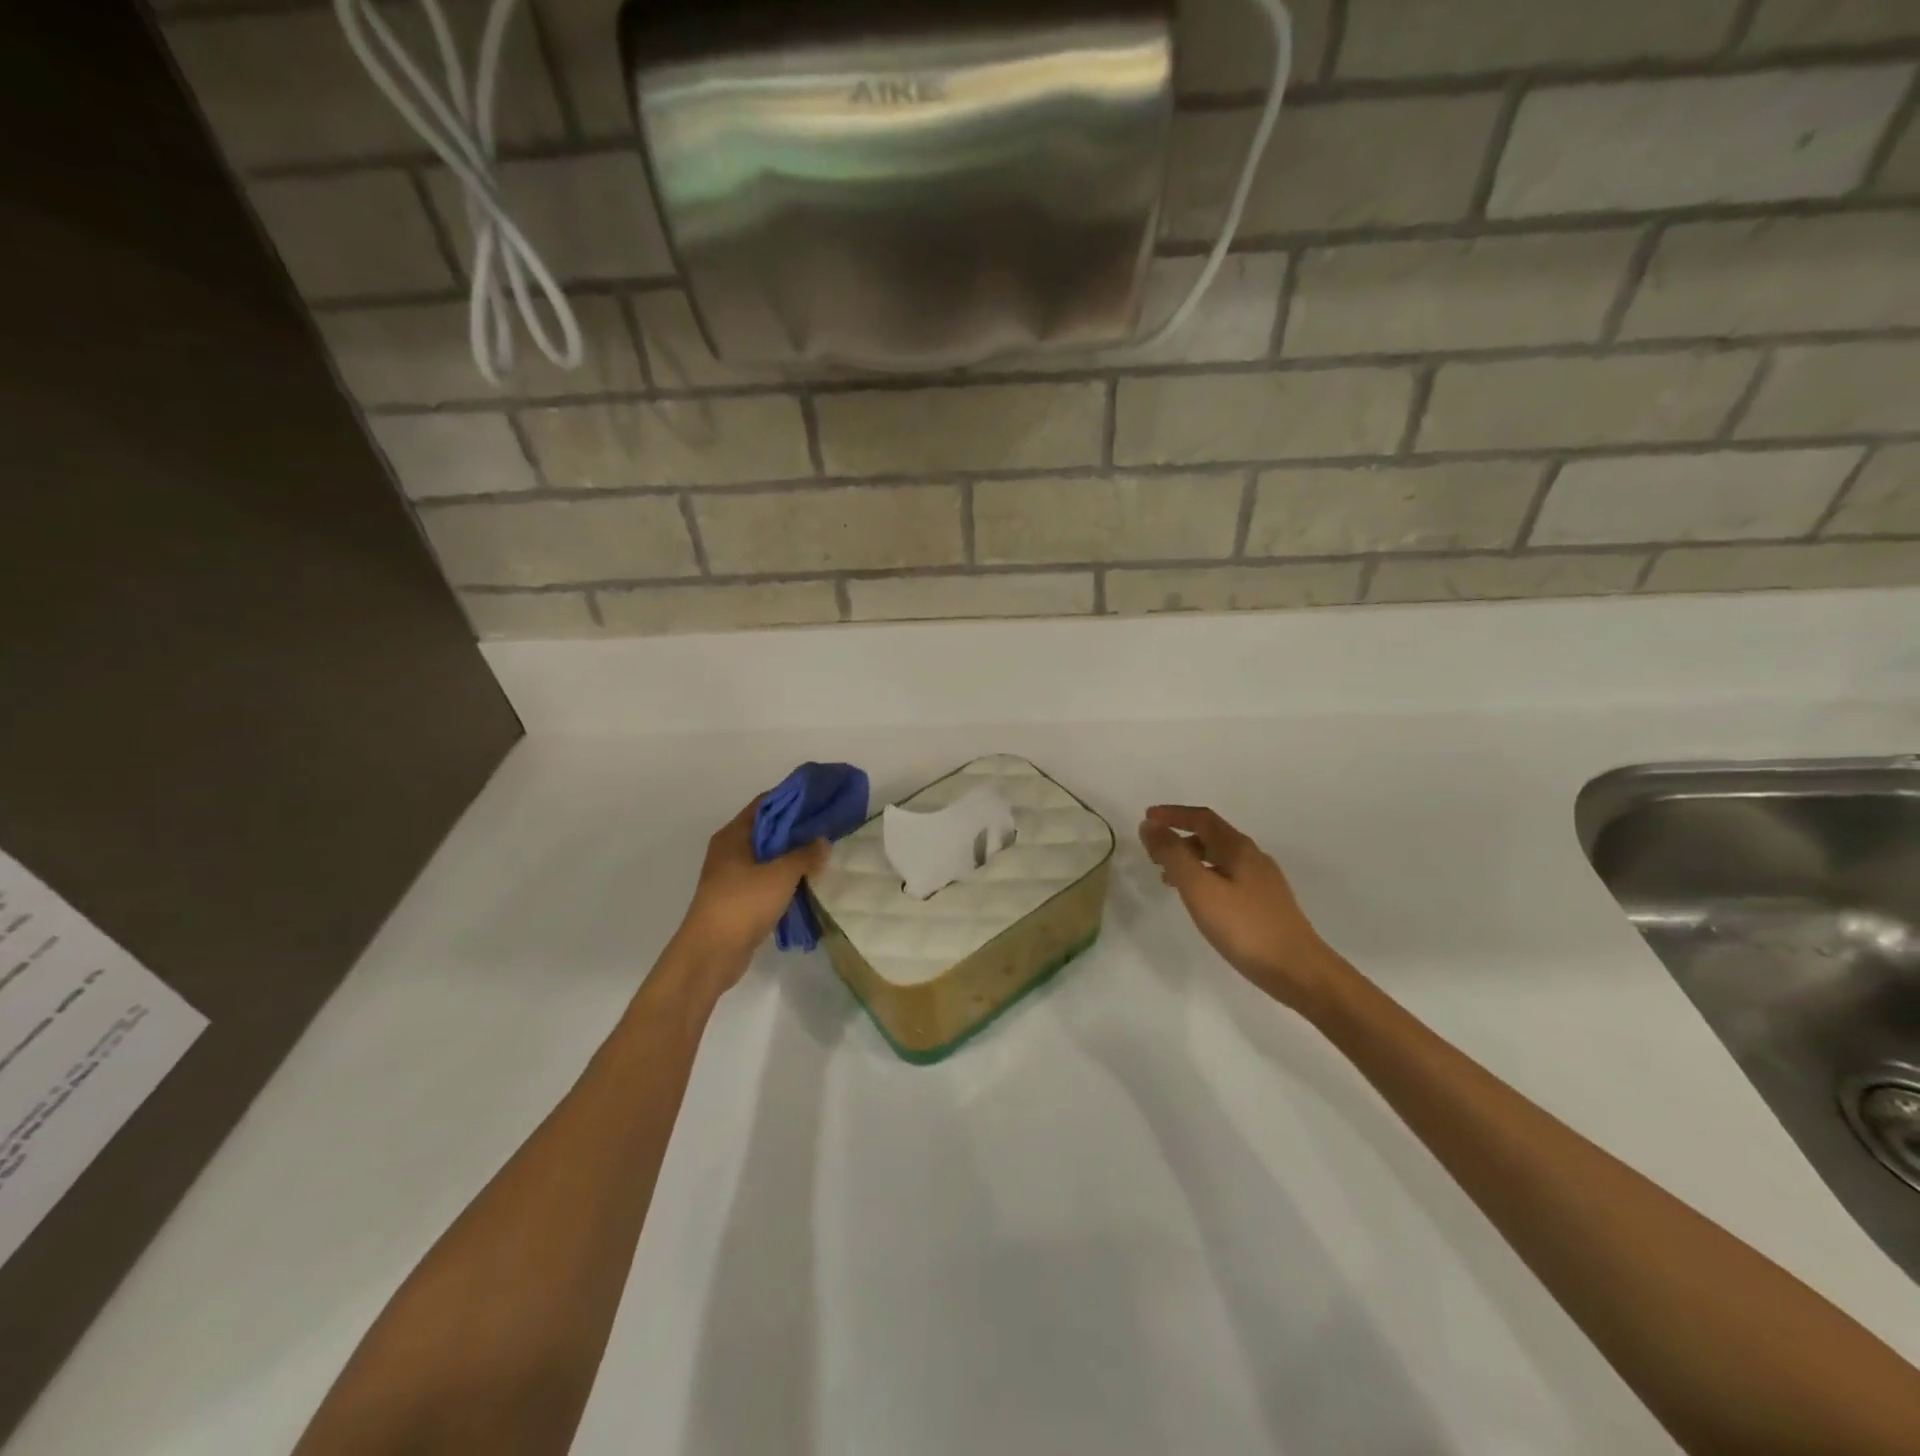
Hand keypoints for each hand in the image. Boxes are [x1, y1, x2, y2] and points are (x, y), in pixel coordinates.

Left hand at [669, 801, 827, 991]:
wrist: (711, 953)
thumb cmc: (742, 903)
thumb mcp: (781, 874)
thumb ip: (805, 854)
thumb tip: (823, 841)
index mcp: (734, 835)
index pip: (766, 804)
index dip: (794, 799)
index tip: (821, 799)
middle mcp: (730, 850)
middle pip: (769, 829)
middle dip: (798, 828)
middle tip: (829, 826)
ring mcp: (733, 876)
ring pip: (769, 856)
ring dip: (793, 855)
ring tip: (825, 852)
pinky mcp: (739, 899)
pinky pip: (767, 879)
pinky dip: (786, 877)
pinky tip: (809, 881)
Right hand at [1139, 805, 1346, 1016]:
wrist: (1298, 971)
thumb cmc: (1245, 927)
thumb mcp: (1201, 889)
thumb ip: (1173, 855)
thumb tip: (1150, 825)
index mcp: (1239, 849)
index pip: (1202, 819)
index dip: (1173, 815)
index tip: (1147, 818)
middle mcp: (1253, 858)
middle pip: (1211, 837)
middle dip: (1179, 838)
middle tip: (1152, 852)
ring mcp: (1262, 883)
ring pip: (1218, 860)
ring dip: (1189, 860)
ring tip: (1166, 878)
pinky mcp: (1264, 905)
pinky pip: (1226, 879)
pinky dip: (1204, 879)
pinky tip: (1198, 901)